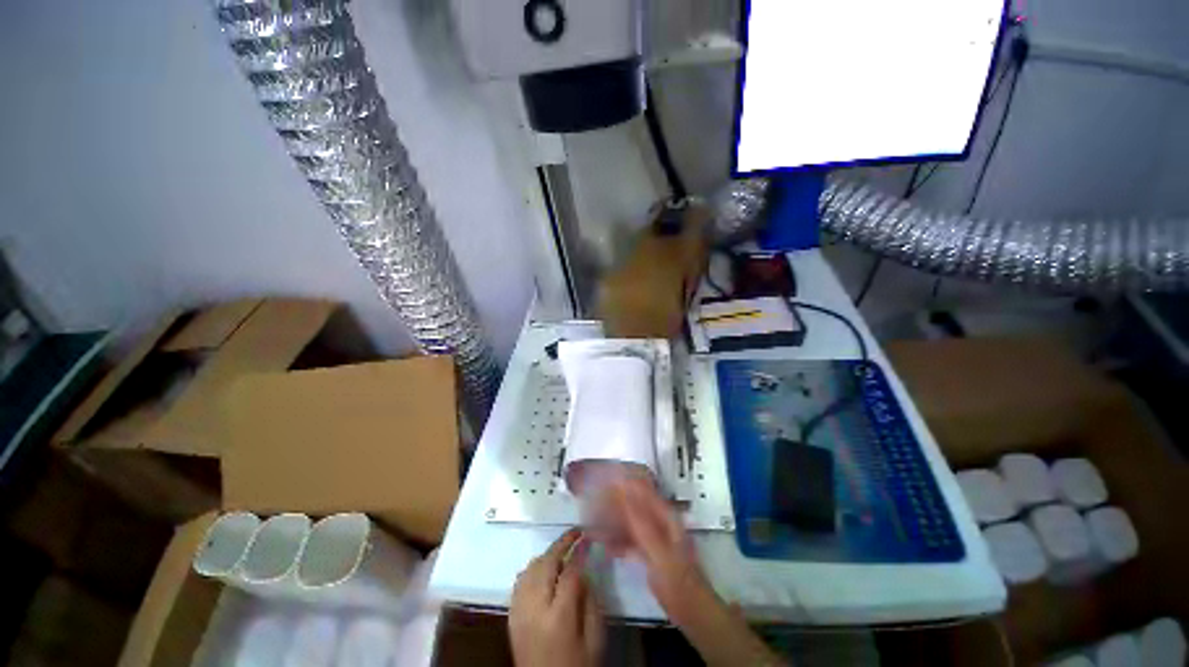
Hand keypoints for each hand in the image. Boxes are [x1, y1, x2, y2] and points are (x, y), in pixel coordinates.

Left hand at [509, 529, 603, 666]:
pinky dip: (533, 567)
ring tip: (563, 549)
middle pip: (546, 563)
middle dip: (562, 543)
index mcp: (558, 617)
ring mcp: (519, 610)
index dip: (580, 551)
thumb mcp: (594, 640)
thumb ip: (592, 602)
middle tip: (576, 532)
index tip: (589, 537)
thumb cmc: (576, 666)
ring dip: (547, 554)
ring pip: (531, 568)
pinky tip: (544, 568)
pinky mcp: (511, 615)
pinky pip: (520, 580)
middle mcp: (534, 609)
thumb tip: (588, 569)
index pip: (570, 572)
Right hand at [606, 478, 718, 627]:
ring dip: (614, 521)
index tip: (603, 478)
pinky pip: (630, 540)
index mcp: (665, 516)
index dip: (624, 482)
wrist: (692, 612)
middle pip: (634, 504)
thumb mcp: (659, 552)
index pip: (642, 490)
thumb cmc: (678, 580)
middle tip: (593, 501)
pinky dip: (618, 541)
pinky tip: (604, 544)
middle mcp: (659, 522)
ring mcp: (654, 538)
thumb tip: (625, 496)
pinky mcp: (649, 553)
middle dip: (615, 502)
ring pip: (630, 522)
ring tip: (593, 521)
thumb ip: (642, 524)